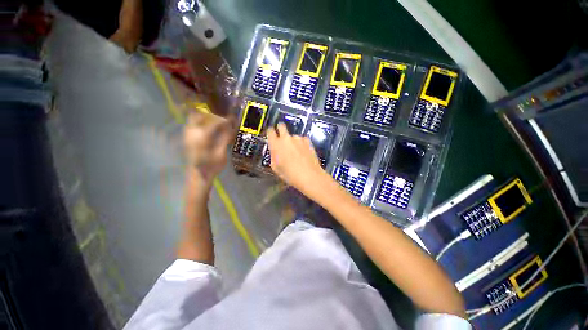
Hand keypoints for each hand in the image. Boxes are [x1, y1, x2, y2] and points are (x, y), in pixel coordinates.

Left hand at [184, 111, 233, 189]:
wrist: (199, 176)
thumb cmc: (212, 166)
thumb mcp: (221, 153)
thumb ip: (225, 138)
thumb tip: (231, 127)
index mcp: (202, 137)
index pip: (214, 122)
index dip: (224, 120)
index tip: (232, 120)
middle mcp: (192, 133)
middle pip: (200, 115)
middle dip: (212, 116)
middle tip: (222, 122)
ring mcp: (187, 135)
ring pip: (194, 118)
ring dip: (206, 118)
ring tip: (216, 125)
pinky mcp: (186, 138)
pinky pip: (192, 124)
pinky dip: (200, 123)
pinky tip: (209, 130)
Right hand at [267, 124, 330, 197]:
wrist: (309, 176)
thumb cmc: (290, 174)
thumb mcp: (276, 168)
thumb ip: (273, 156)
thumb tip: (275, 151)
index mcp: (276, 144)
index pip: (270, 131)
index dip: (270, 132)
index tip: (272, 135)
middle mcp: (286, 138)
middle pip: (281, 126)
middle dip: (280, 129)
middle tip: (282, 138)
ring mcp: (298, 138)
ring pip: (292, 136)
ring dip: (292, 141)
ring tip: (296, 152)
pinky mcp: (307, 140)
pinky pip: (301, 140)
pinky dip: (301, 144)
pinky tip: (303, 152)